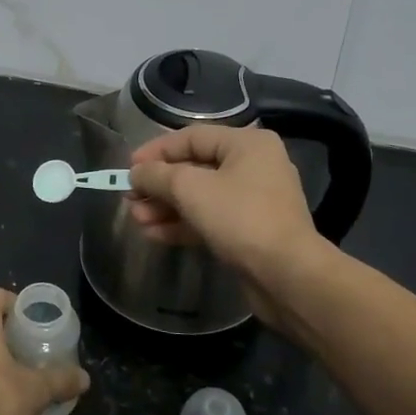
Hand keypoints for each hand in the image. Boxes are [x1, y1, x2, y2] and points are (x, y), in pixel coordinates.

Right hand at [127, 125, 335, 324]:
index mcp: (247, 145)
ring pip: (199, 197)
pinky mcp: (250, 232)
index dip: (156, 151)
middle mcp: (253, 167)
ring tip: (136, 219)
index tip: (128, 168)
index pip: (191, 138)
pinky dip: (182, 224)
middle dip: (158, 185)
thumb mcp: (190, 189)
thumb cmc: (239, 217)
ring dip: (165, 207)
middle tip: (129, 198)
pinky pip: (209, 219)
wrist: (287, 276)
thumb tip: (136, 173)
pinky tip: (153, 234)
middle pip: (194, 168)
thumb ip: (157, 175)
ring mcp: (253, 201)